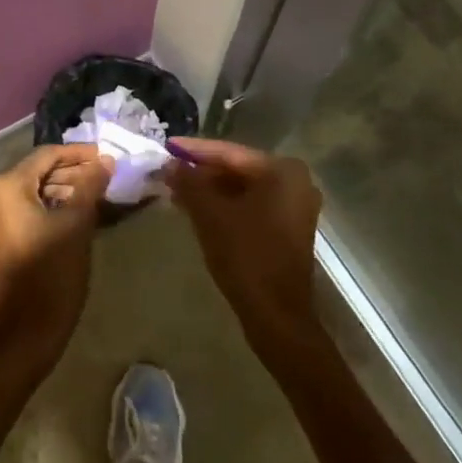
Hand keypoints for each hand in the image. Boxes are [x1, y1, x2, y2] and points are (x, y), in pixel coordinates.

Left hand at [0, 144, 114, 381]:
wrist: (25, 334)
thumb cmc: (52, 274)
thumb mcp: (77, 225)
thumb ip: (90, 186)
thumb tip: (104, 160)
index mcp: (7, 187)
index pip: (47, 155)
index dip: (79, 154)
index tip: (107, 157)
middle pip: (37, 173)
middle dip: (72, 174)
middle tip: (105, 178)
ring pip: (31, 193)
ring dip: (62, 191)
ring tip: (96, 196)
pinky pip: (22, 211)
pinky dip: (47, 208)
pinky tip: (74, 214)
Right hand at [164, 138, 323, 354]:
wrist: (277, 315)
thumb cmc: (246, 257)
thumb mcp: (210, 215)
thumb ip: (189, 183)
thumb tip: (169, 163)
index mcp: (282, 171)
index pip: (229, 152)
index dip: (194, 150)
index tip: (166, 147)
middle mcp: (295, 182)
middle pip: (238, 169)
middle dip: (202, 172)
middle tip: (168, 172)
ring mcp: (294, 207)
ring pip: (243, 189)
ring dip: (211, 191)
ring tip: (176, 191)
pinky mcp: (288, 228)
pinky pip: (251, 206)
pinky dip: (226, 206)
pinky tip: (197, 210)